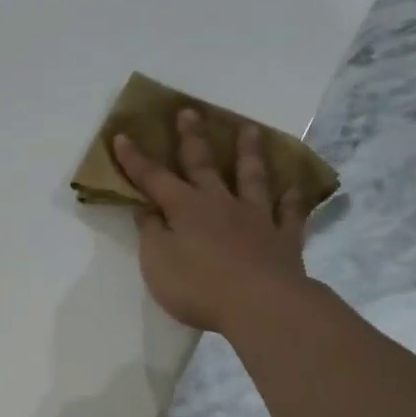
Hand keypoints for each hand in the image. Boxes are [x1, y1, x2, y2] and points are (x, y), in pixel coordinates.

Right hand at [112, 110, 311, 334]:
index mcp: (185, 208)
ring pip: (252, 177)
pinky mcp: (284, 238)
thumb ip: (151, 233)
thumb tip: (146, 208)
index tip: (122, 136)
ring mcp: (256, 217)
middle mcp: (220, 203)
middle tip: (189, 111)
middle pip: (204, 164)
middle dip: (192, 138)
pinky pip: (289, 213)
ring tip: (249, 129)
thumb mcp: (158, 262)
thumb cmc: (199, 286)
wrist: (261, 305)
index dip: (135, 159)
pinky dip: (291, 199)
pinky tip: (294, 188)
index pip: (153, 178)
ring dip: (249, 152)